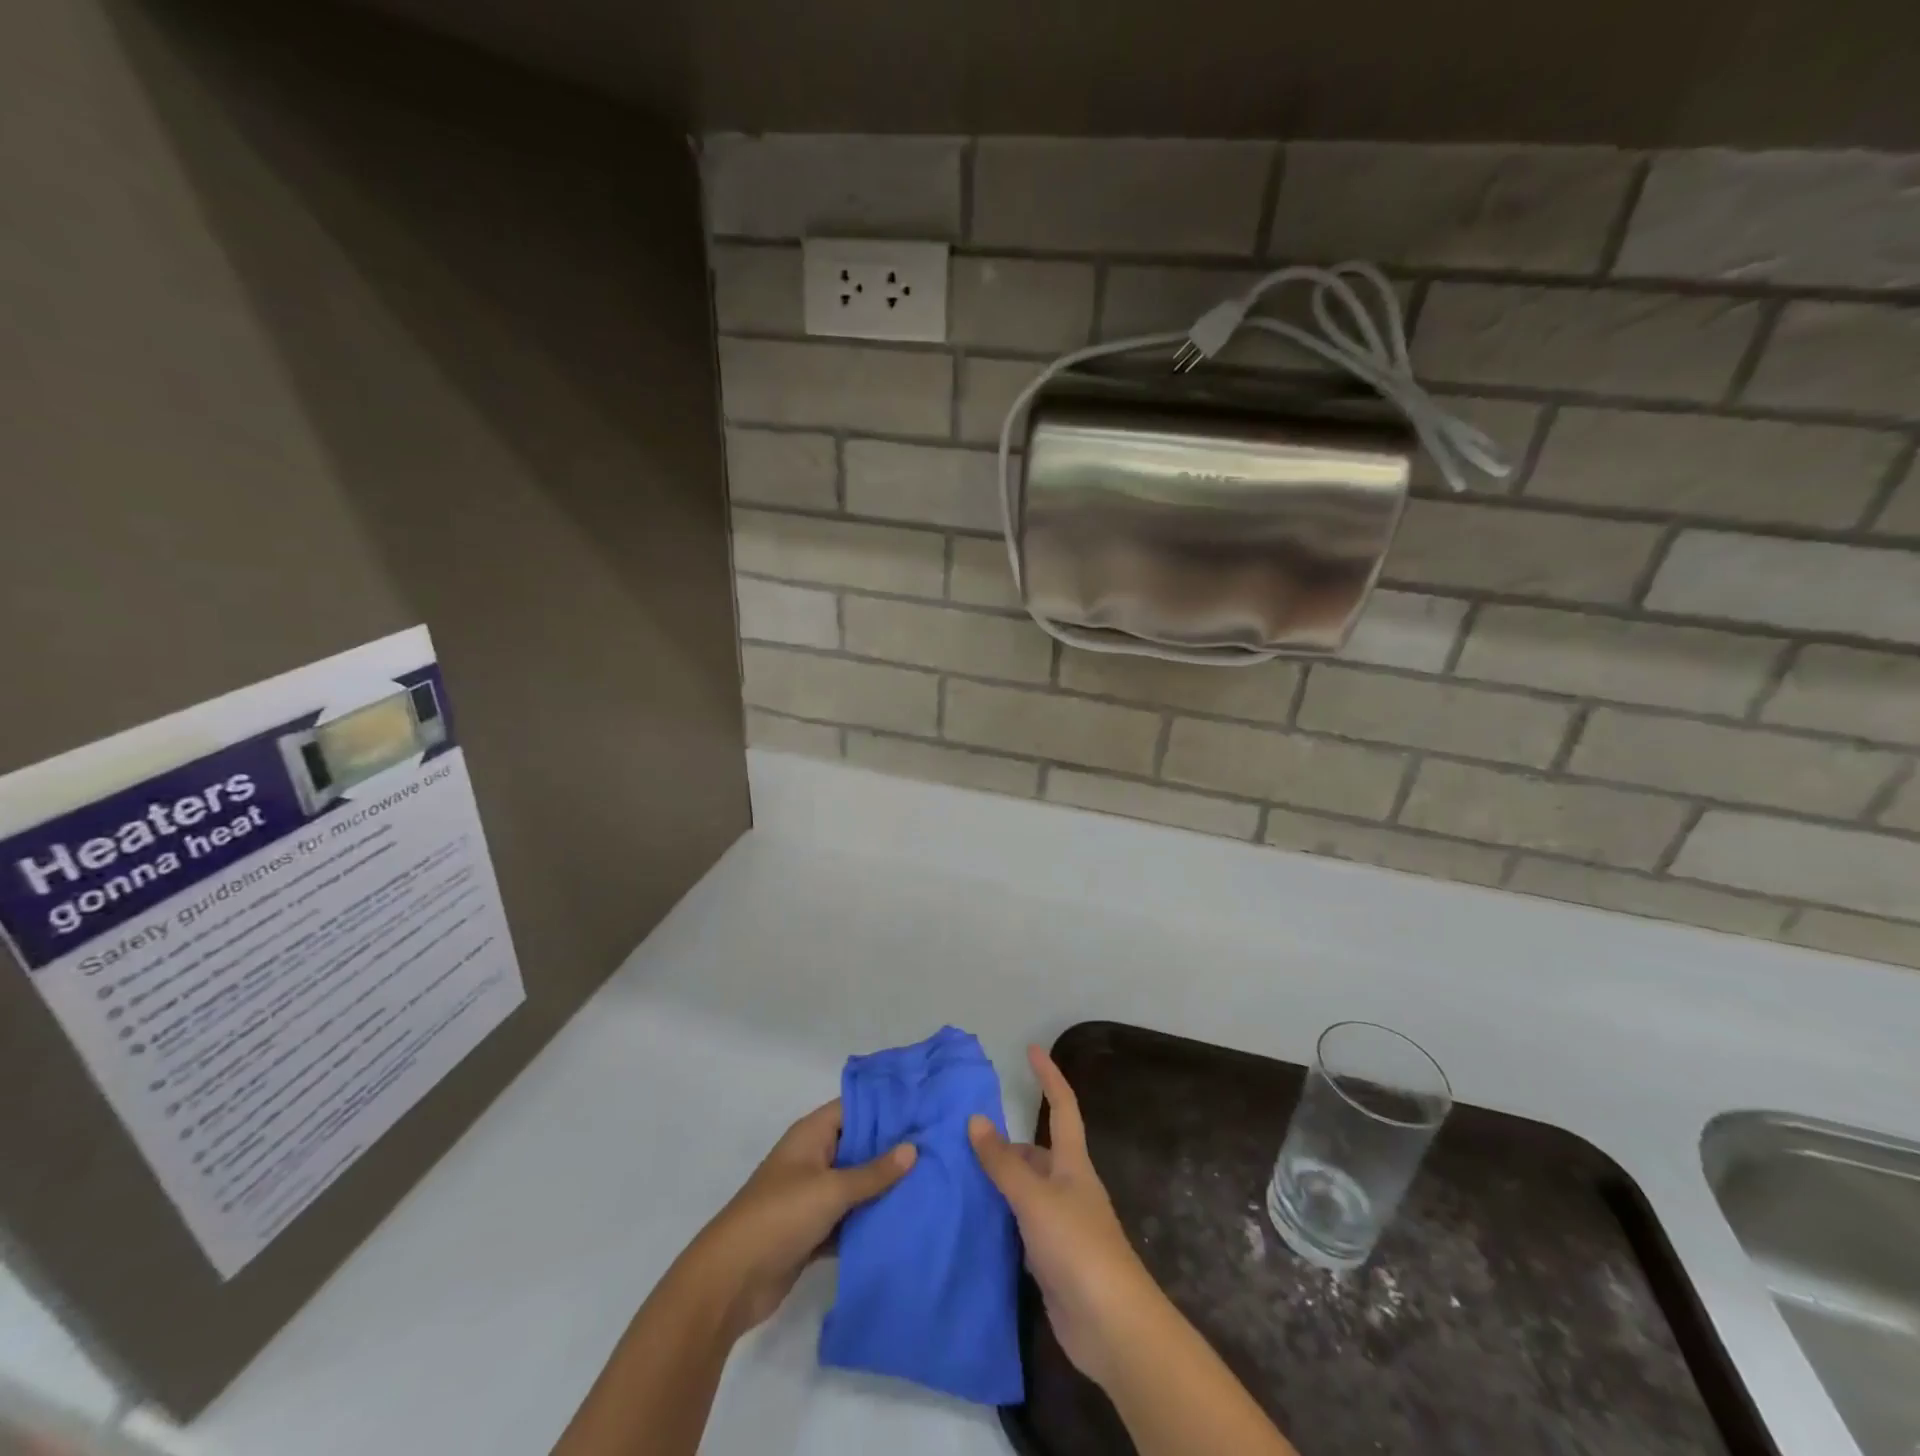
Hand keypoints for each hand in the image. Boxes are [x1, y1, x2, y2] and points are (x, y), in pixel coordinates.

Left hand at [688, 1100, 915, 1338]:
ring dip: (883, 1189)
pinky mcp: (813, 1232)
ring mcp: (812, 1196)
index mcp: (811, 1135)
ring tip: (931, 1183)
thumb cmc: (779, 1216)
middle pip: (858, 1146)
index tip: (924, 1109)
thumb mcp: (830, 1189)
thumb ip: (873, 1172)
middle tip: (938, 1148)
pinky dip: (869, 1221)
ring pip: (856, 1185)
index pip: (855, 1108)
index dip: (887, 1107)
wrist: (730, 1282)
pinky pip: (849, 1219)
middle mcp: (813, 1158)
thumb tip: (913, 1148)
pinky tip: (904, 1223)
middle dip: (892, 1150)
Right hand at [969, 1046, 1164, 1388]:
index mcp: (1072, 1163)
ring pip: (1026, 1191)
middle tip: (964, 1137)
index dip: (1048, 1076)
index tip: (1031, 1049)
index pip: (1061, 1107)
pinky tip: (976, 1221)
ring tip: (959, 1175)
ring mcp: (1062, 1225)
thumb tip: (975, 1120)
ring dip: (999, 1182)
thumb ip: (1003, 1162)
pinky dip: (1000, 1218)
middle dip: (1006, 1143)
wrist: (1111, 1325)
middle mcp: (1068, 1187)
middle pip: (1037, 1152)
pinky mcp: (1052, 1260)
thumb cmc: (1077, 1247)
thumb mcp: (1034, 1198)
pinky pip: (1020, 1226)